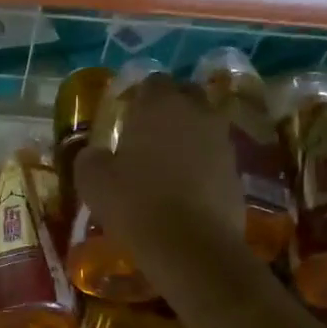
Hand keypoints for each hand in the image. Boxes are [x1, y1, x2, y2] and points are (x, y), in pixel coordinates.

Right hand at [75, 74, 245, 264]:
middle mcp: (196, 112)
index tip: (125, 118)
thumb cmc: (135, 203)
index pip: (151, 82)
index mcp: (159, 105)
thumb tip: (93, 153)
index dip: (138, 98)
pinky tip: (185, 192)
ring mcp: (222, 141)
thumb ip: (89, 158)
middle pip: (185, 97)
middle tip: (147, 137)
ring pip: (203, 127)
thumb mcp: (92, 181)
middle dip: (169, 110)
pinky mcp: (236, 171)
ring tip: (166, 167)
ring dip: (187, 139)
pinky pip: (214, 158)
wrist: (190, 245)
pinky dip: (202, 167)